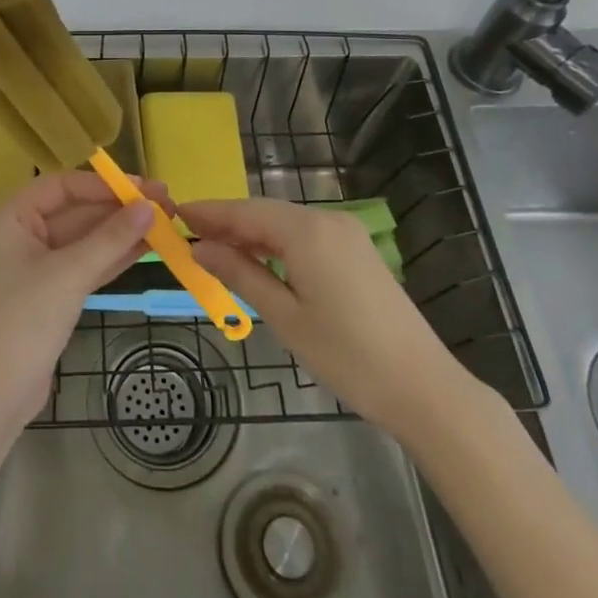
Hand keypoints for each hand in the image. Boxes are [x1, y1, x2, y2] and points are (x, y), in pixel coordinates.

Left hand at [0, 171, 169, 426]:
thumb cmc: (23, 321)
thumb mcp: (70, 274)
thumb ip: (110, 238)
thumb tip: (150, 206)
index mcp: (10, 217)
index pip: (62, 186)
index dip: (104, 185)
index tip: (143, 188)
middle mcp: (19, 234)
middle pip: (75, 211)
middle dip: (118, 209)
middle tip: (165, 204)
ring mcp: (33, 266)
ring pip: (83, 240)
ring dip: (120, 232)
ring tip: (164, 223)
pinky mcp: (48, 294)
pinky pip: (83, 265)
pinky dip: (111, 257)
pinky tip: (145, 248)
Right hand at [184, 198, 471, 438]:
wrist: (422, 386)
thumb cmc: (346, 355)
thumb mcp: (284, 317)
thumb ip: (240, 274)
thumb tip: (201, 248)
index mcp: (307, 231)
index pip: (245, 211)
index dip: (209, 212)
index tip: (175, 213)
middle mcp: (327, 220)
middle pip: (265, 212)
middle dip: (227, 222)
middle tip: (188, 235)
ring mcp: (346, 233)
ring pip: (286, 223)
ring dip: (252, 233)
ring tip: (216, 249)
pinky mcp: (357, 250)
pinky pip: (306, 235)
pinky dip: (277, 243)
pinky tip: (259, 259)